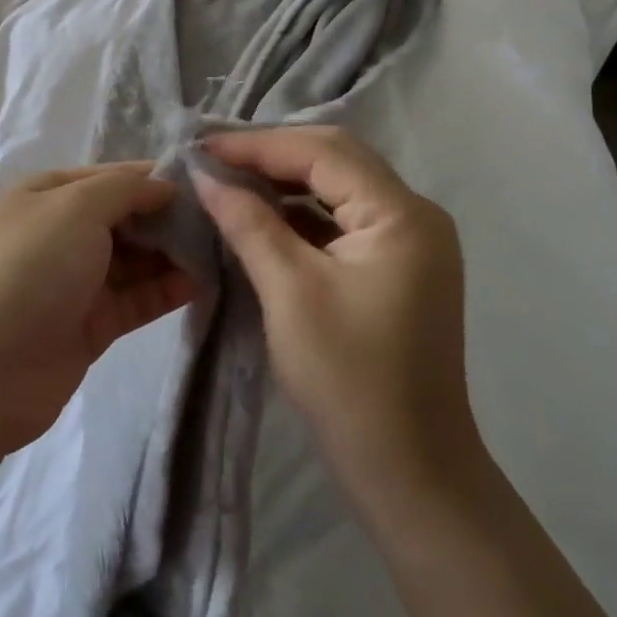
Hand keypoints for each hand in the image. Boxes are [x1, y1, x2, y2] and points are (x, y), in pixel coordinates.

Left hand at [0, 163, 198, 455]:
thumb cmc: (28, 267)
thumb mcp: (75, 206)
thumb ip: (124, 189)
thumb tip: (163, 184)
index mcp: (46, 194)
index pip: (111, 177)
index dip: (154, 178)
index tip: (205, 182)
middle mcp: (59, 233)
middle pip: (124, 218)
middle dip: (167, 217)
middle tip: (223, 219)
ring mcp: (73, 282)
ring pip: (134, 260)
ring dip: (172, 254)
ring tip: (224, 248)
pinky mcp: (89, 327)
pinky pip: (136, 299)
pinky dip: (166, 290)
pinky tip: (204, 282)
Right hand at [192, 126, 483, 508]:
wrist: (410, 472)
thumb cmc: (349, 380)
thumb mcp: (289, 292)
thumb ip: (248, 222)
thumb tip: (206, 175)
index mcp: (401, 214)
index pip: (322, 152)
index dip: (257, 145)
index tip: (202, 147)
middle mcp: (415, 215)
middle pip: (335, 159)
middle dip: (271, 154)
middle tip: (214, 158)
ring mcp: (410, 241)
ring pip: (339, 185)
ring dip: (285, 179)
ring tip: (230, 178)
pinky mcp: (398, 264)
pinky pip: (344, 217)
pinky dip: (302, 210)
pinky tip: (263, 214)